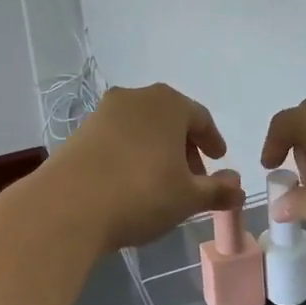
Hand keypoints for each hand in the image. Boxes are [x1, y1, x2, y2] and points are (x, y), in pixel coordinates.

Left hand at [48, 84, 244, 249]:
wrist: (67, 206)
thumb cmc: (141, 193)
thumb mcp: (188, 198)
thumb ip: (218, 190)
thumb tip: (238, 187)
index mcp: (168, 103)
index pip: (200, 118)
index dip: (212, 141)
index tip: (219, 160)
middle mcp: (135, 98)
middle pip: (169, 120)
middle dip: (184, 147)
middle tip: (193, 178)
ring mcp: (103, 113)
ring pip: (141, 129)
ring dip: (156, 151)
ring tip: (161, 184)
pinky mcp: (79, 132)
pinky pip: (116, 139)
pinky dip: (130, 155)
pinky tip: (130, 183)